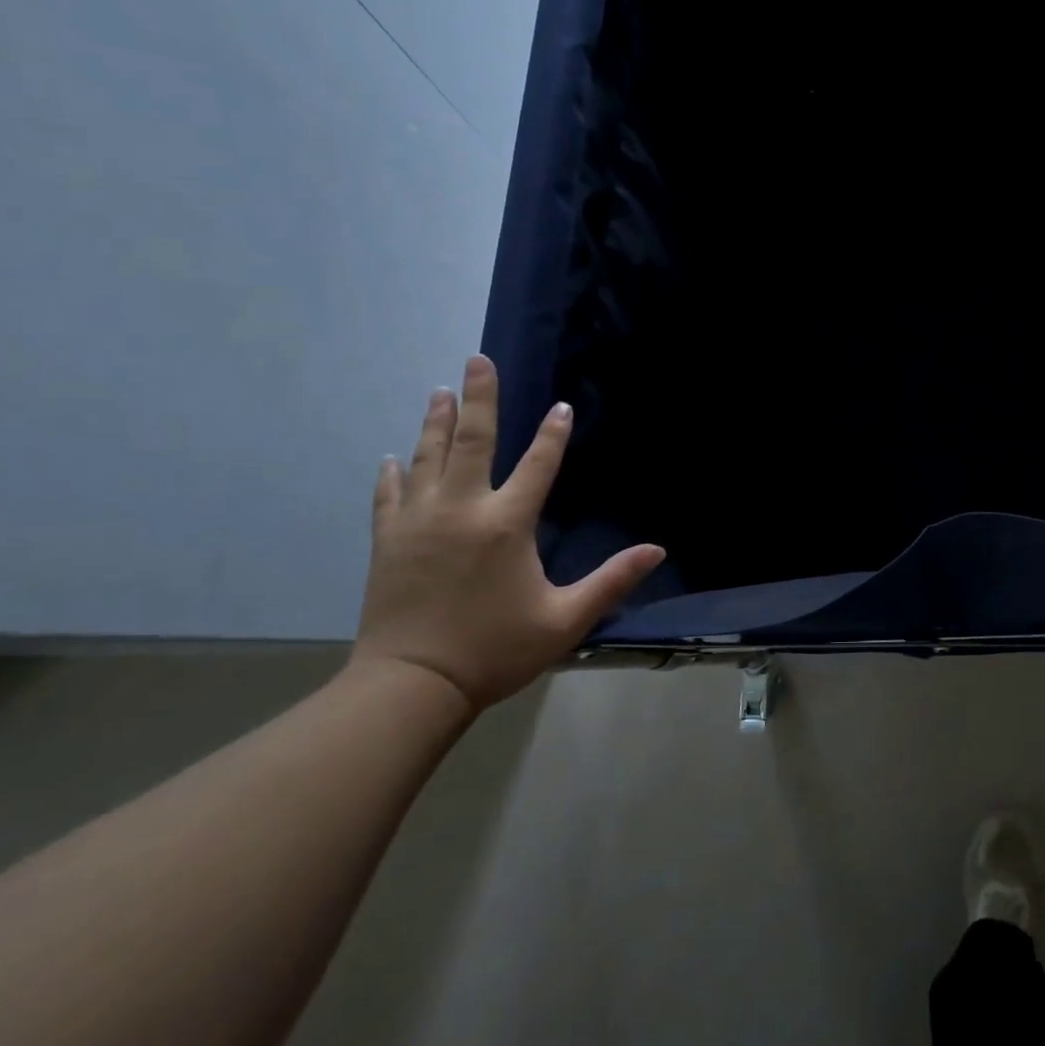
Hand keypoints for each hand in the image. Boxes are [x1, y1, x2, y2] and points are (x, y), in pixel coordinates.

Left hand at [352, 354, 664, 711]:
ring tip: (440, 392)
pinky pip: (389, 495)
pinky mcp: (388, 541)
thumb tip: (657, 551)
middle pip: (471, 442)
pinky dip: (393, 473)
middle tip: (476, 360)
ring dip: (436, 423)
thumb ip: (612, 580)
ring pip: (427, 458)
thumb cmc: (495, 650)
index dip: (553, 434)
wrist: (410, 686)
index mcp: (506, 524)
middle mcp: (461, 510)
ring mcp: (418, 522)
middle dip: (478, 398)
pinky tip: (393, 457)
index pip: (538, 465)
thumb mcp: (565, 618)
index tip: (560, 405)